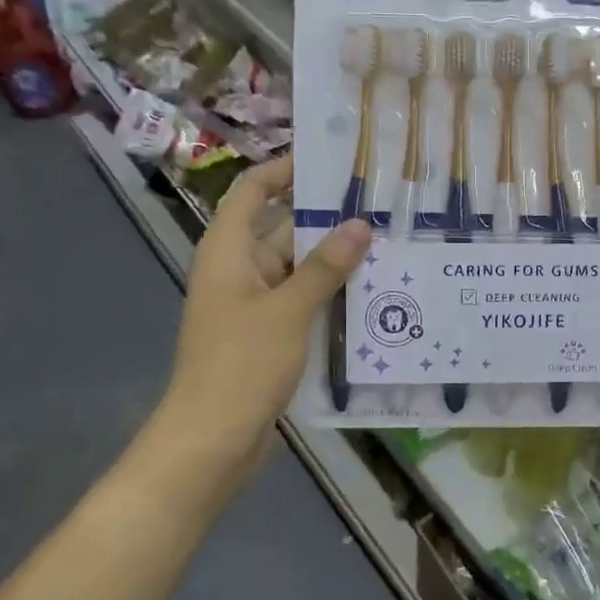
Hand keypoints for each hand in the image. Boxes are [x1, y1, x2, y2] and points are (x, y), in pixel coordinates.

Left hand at [159, 157, 370, 475]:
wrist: (213, 439)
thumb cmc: (242, 364)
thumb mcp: (289, 310)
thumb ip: (326, 266)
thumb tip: (360, 224)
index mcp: (228, 251)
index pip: (253, 191)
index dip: (284, 170)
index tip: (329, 159)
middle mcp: (238, 270)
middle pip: (281, 228)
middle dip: (325, 218)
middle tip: (378, 205)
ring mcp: (252, 304)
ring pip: (296, 268)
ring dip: (332, 259)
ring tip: (386, 243)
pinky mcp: (267, 334)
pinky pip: (300, 300)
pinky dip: (328, 293)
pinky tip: (370, 292)